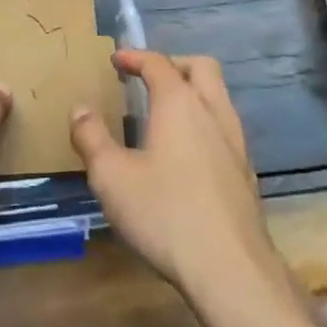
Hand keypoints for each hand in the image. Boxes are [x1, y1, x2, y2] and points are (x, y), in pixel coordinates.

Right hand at [70, 50, 282, 301]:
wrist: (231, 270)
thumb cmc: (165, 214)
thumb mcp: (111, 176)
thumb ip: (91, 137)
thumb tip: (80, 109)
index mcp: (179, 103)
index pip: (158, 63)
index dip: (135, 56)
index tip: (116, 59)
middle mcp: (213, 112)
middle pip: (201, 67)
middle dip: (173, 64)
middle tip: (148, 78)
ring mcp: (236, 143)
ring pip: (219, 96)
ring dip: (193, 92)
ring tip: (165, 113)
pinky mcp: (246, 173)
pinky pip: (225, 128)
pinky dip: (204, 123)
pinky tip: (187, 154)